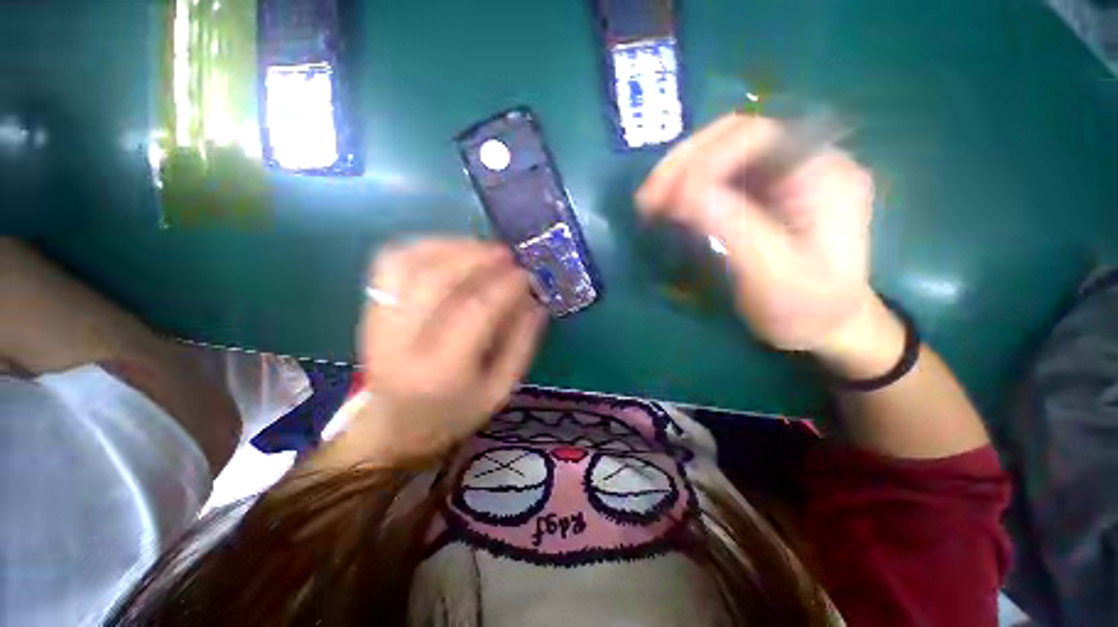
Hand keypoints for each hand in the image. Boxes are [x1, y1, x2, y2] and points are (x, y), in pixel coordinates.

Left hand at [336, 239, 546, 467]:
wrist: (393, 428)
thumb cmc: (454, 413)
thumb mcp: (500, 390)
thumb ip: (522, 344)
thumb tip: (536, 300)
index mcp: (442, 370)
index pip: (475, 310)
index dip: (505, 286)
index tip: (527, 275)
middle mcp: (403, 341)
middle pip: (437, 280)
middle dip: (478, 258)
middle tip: (508, 254)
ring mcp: (379, 321)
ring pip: (409, 263)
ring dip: (450, 247)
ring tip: (482, 247)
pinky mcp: (370, 309)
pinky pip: (389, 263)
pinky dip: (421, 247)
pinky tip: (449, 249)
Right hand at [636, 114, 877, 353]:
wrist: (822, 324)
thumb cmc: (806, 307)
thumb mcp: (774, 275)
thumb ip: (736, 229)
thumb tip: (684, 196)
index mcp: (824, 173)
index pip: (758, 137)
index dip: (706, 160)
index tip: (670, 200)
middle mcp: (802, 160)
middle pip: (733, 135)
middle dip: (684, 162)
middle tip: (648, 198)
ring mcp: (778, 175)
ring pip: (718, 151)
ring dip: (677, 172)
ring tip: (649, 202)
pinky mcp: (759, 193)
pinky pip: (715, 176)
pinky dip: (683, 187)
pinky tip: (665, 205)